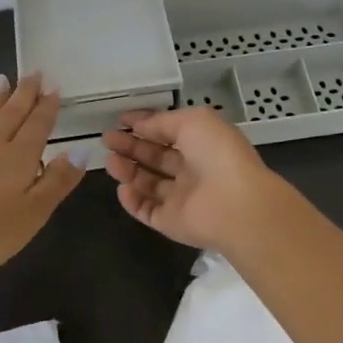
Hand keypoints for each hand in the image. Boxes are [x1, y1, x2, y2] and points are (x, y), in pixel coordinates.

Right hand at [101, 108, 289, 252]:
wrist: (235, 204)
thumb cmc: (216, 153)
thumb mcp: (192, 121)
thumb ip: (162, 121)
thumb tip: (139, 124)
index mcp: (202, 143)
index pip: (168, 132)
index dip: (145, 125)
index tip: (121, 120)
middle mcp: (192, 170)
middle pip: (156, 157)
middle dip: (131, 146)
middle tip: (107, 139)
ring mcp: (182, 198)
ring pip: (148, 183)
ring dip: (128, 171)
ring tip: (110, 161)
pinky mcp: (171, 222)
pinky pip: (147, 211)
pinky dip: (132, 200)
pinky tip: (122, 187)